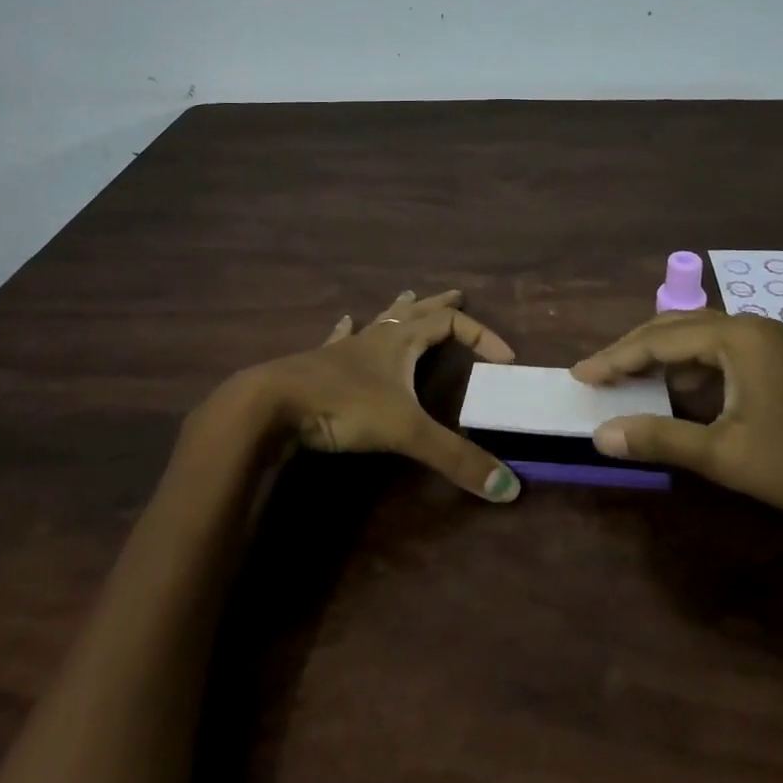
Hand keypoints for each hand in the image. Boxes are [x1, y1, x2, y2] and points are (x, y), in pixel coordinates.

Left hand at [248, 289, 523, 502]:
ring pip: (378, 321)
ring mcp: (344, 350)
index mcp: (400, 342)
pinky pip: (339, 339)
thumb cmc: (344, 406)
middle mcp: (375, 337)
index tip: (505, 359)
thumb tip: (509, 488)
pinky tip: (344, 322)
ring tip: (407, 295)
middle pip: (415, 311)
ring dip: (398, 309)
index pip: (450, 324)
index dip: (481, 335)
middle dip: (438, 304)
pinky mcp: (318, 365)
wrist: (273, 404)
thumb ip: (455, 458)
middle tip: (457, 293)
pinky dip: (348, 331)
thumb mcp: (406, 431)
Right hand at [571, 310, 782, 534]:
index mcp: (737, 336)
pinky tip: (682, 404)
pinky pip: (723, 360)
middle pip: (676, 330)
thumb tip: (601, 435)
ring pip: (699, 345)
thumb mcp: (728, 455)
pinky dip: (694, 378)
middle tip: (598, 379)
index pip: (658, 339)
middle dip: (634, 354)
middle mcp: (752, 328)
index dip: (614, 358)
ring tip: (630, 392)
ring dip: (664, 367)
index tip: (579, 376)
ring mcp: (772, 345)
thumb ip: (660, 439)